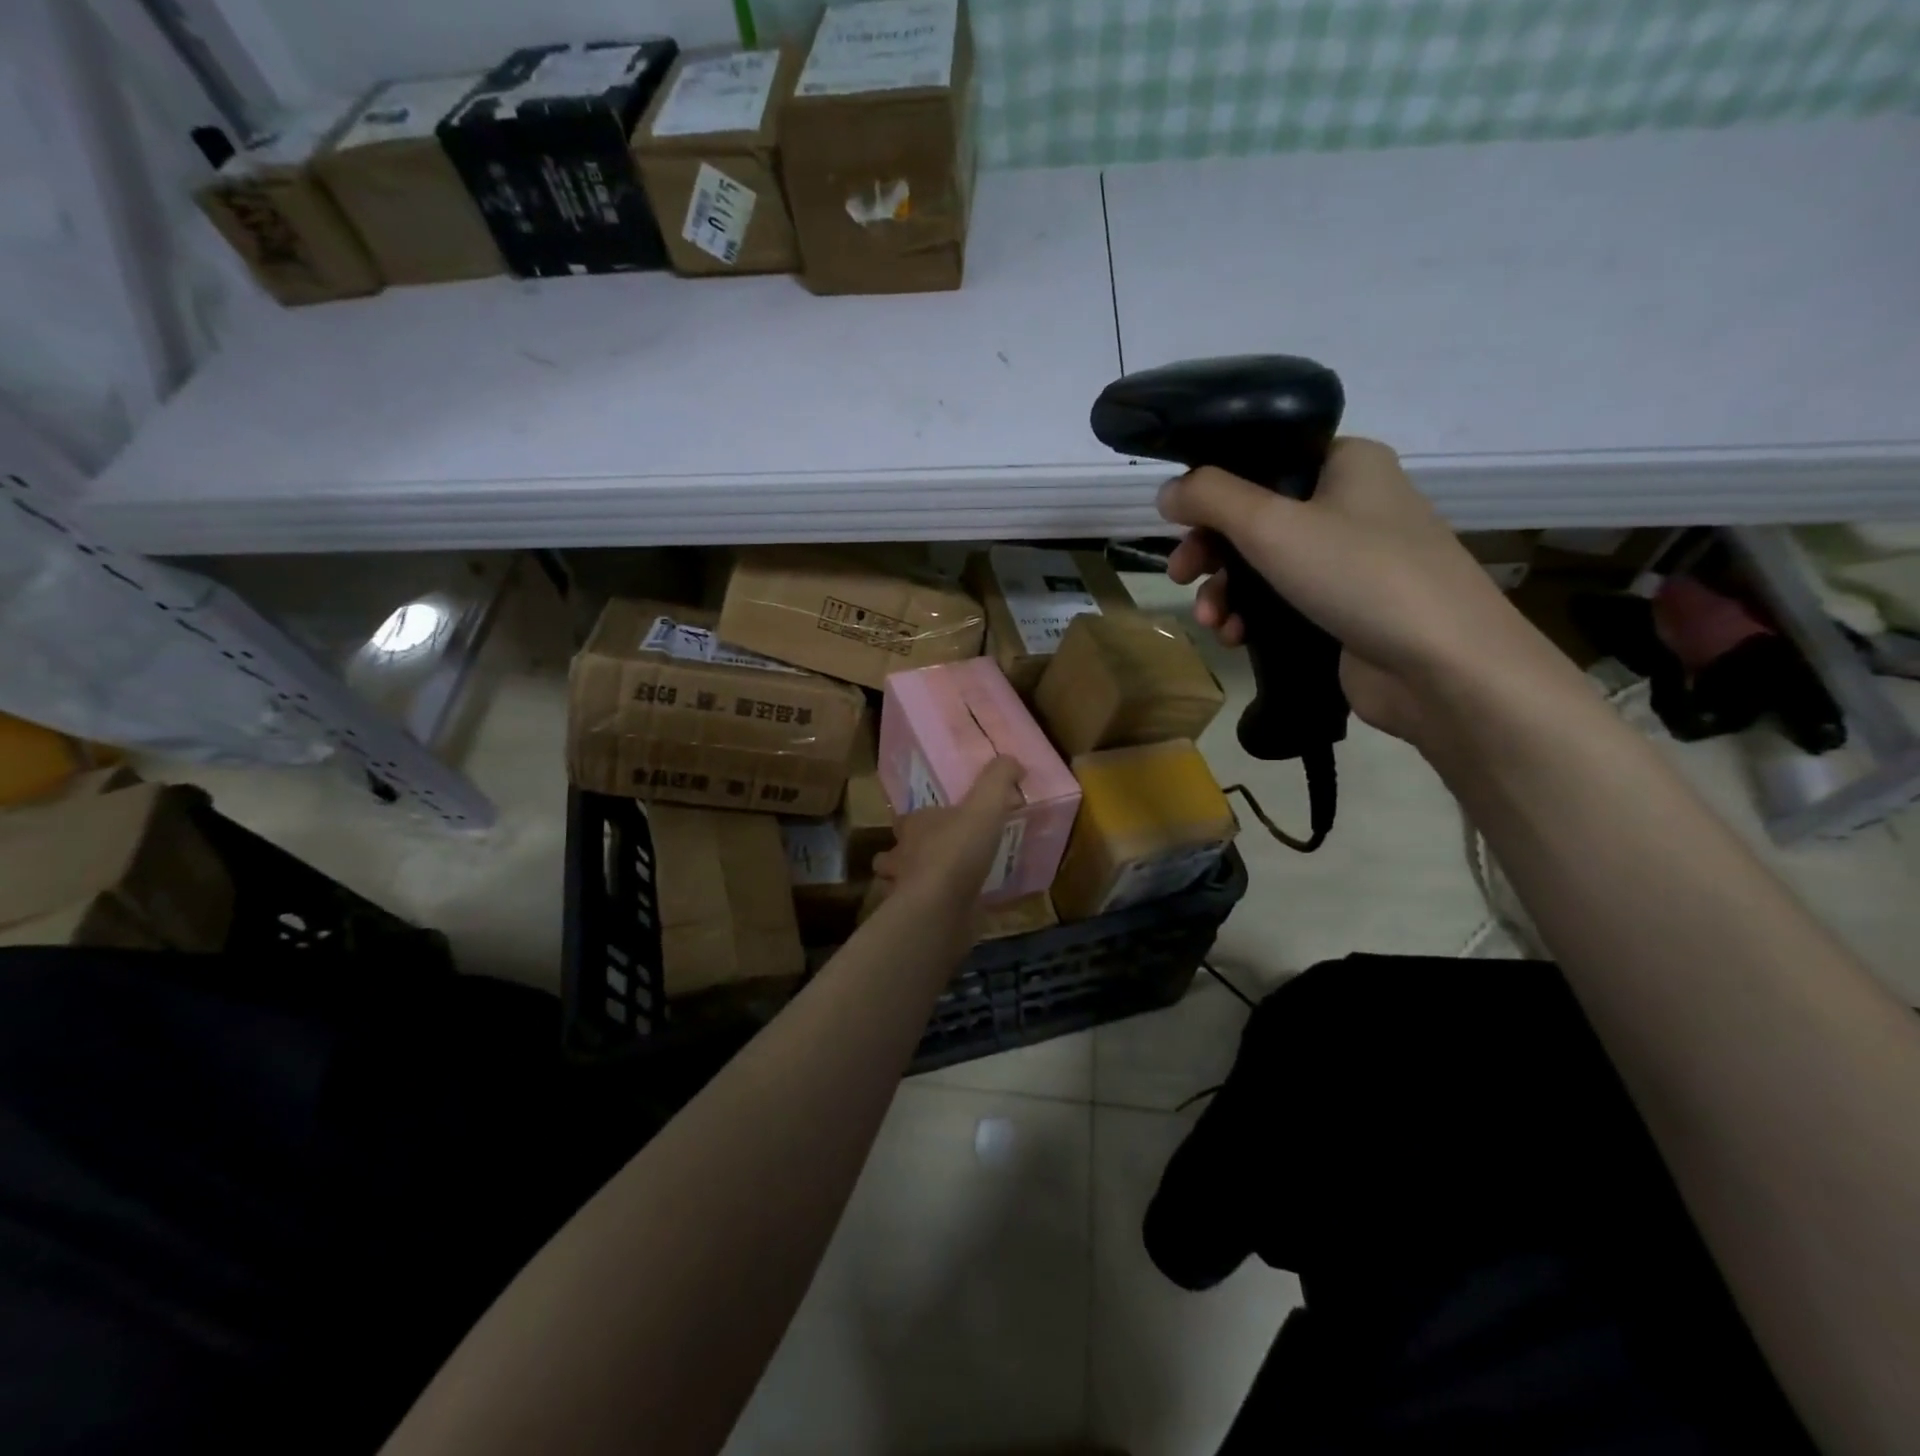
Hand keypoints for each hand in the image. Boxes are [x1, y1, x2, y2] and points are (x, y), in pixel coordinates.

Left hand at [872, 758, 1024, 924]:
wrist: (941, 908)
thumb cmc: (957, 850)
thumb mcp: (985, 805)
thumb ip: (998, 779)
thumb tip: (1012, 761)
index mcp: (913, 826)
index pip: (907, 819)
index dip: (917, 820)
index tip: (936, 822)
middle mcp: (902, 857)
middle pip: (895, 853)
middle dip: (907, 854)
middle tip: (935, 855)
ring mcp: (906, 892)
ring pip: (902, 886)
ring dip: (916, 884)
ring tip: (944, 885)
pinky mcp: (919, 921)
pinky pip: (926, 913)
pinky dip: (937, 911)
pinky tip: (957, 912)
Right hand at [1158, 438, 1565, 743]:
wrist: (1442, 666)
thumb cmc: (1359, 575)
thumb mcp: (1271, 525)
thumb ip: (1210, 499)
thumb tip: (1166, 491)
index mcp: (1345, 464)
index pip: (1263, 461)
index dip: (1213, 491)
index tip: (1178, 524)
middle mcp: (1351, 504)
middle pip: (1256, 518)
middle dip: (1211, 553)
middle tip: (1179, 577)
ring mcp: (1351, 561)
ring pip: (1264, 566)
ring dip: (1226, 593)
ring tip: (1211, 621)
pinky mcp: (1346, 610)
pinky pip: (1283, 603)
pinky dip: (1253, 618)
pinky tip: (1236, 639)